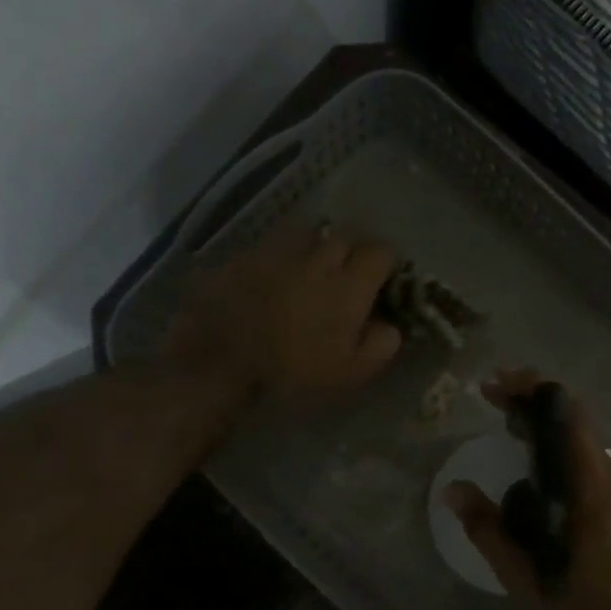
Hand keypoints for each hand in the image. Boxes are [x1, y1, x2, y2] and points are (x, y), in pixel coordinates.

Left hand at [166, 224, 402, 397]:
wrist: (220, 361)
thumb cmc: (292, 372)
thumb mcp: (350, 373)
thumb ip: (380, 345)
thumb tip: (390, 326)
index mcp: (349, 283)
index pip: (381, 251)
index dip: (386, 265)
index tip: (382, 283)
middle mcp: (318, 256)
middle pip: (347, 237)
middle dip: (353, 253)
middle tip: (348, 278)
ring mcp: (279, 251)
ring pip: (310, 236)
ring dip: (318, 250)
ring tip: (312, 273)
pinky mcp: (247, 254)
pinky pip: (276, 246)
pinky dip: (284, 258)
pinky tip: (276, 278)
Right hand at [446, 369, 610, 609]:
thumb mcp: (524, 579)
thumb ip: (488, 529)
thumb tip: (453, 490)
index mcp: (594, 489)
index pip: (568, 415)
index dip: (532, 389)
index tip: (496, 384)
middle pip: (577, 427)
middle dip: (536, 409)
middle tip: (497, 407)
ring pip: (588, 452)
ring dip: (552, 439)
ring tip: (514, 443)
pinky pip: (599, 474)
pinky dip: (569, 464)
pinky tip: (547, 488)